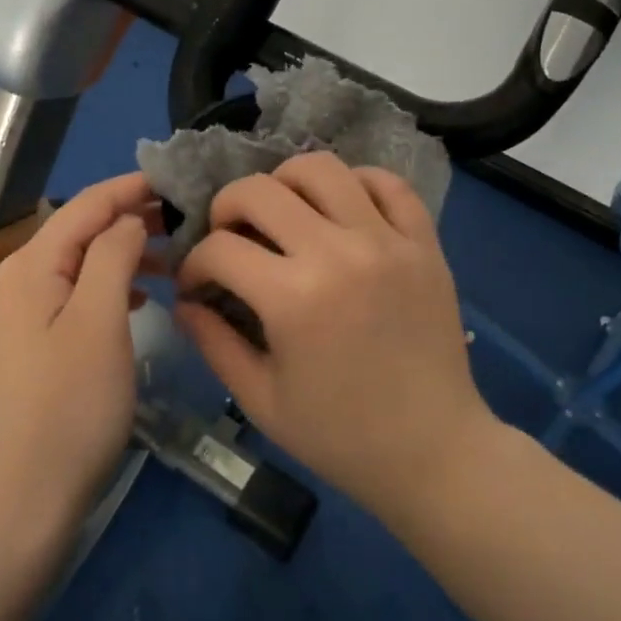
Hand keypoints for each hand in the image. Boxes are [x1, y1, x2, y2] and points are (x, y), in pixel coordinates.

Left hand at [0, 173, 160, 534]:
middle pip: (81, 230)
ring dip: (125, 253)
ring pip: (81, 262)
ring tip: (173, 258)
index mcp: (30, 265)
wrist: (26, 495)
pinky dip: (111, 285)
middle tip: (184, 220)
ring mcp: (22, 312)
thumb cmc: (72, 405)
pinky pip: (77, 293)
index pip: (86, 205)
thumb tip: (127, 219)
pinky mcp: (33, 341)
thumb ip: (113, 256)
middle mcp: (18, 278)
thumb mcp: (100, 321)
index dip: (131, 188)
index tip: (176, 180)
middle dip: (131, 219)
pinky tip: (142, 298)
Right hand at [173, 153, 492, 520]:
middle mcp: (338, 253)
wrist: (435, 452)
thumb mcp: (261, 399)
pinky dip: (356, 182)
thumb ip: (213, 342)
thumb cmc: (340, 436)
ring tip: (282, 213)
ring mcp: (387, 241)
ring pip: (322, 168)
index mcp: (293, 298)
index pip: (220, 249)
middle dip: (226, 208)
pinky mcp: (424, 242)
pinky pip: (388, 183)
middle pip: (259, 190)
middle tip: (229, 237)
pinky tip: (341, 209)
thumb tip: (185, 300)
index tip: (197, 283)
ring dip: (286, 183)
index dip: (194, 264)